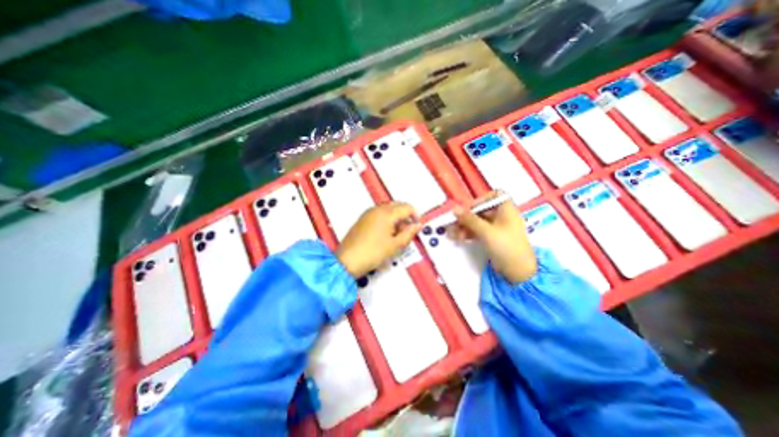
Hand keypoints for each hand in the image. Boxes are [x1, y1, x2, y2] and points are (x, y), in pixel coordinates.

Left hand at [335, 204, 420, 278]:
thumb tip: (418, 225)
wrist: (348, 260)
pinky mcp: (362, 219)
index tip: (418, 225)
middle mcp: (377, 209)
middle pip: (397, 205)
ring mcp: (368, 213)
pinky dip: (387, 219)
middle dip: (406, 215)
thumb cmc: (372, 253)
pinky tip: (387, 232)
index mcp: (386, 213)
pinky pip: (379, 213)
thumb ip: (409, 233)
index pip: (406, 207)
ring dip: (396, 217)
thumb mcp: (395, 245)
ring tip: (398, 233)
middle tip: (409, 229)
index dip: (415, 215)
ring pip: (388, 209)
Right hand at [450, 190, 536, 282]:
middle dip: (466, 217)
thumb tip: (454, 208)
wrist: (518, 272)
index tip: (469, 208)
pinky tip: (457, 238)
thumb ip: (469, 219)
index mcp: (506, 209)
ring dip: (464, 226)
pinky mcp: (491, 238)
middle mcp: (502, 216)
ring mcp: (496, 228)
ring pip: (477, 222)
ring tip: (452, 234)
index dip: (481, 200)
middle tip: (453, 223)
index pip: (494, 196)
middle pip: (481, 210)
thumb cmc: (506, 246)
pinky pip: (477, 231)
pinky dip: (468, 234)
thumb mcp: (486, 231)